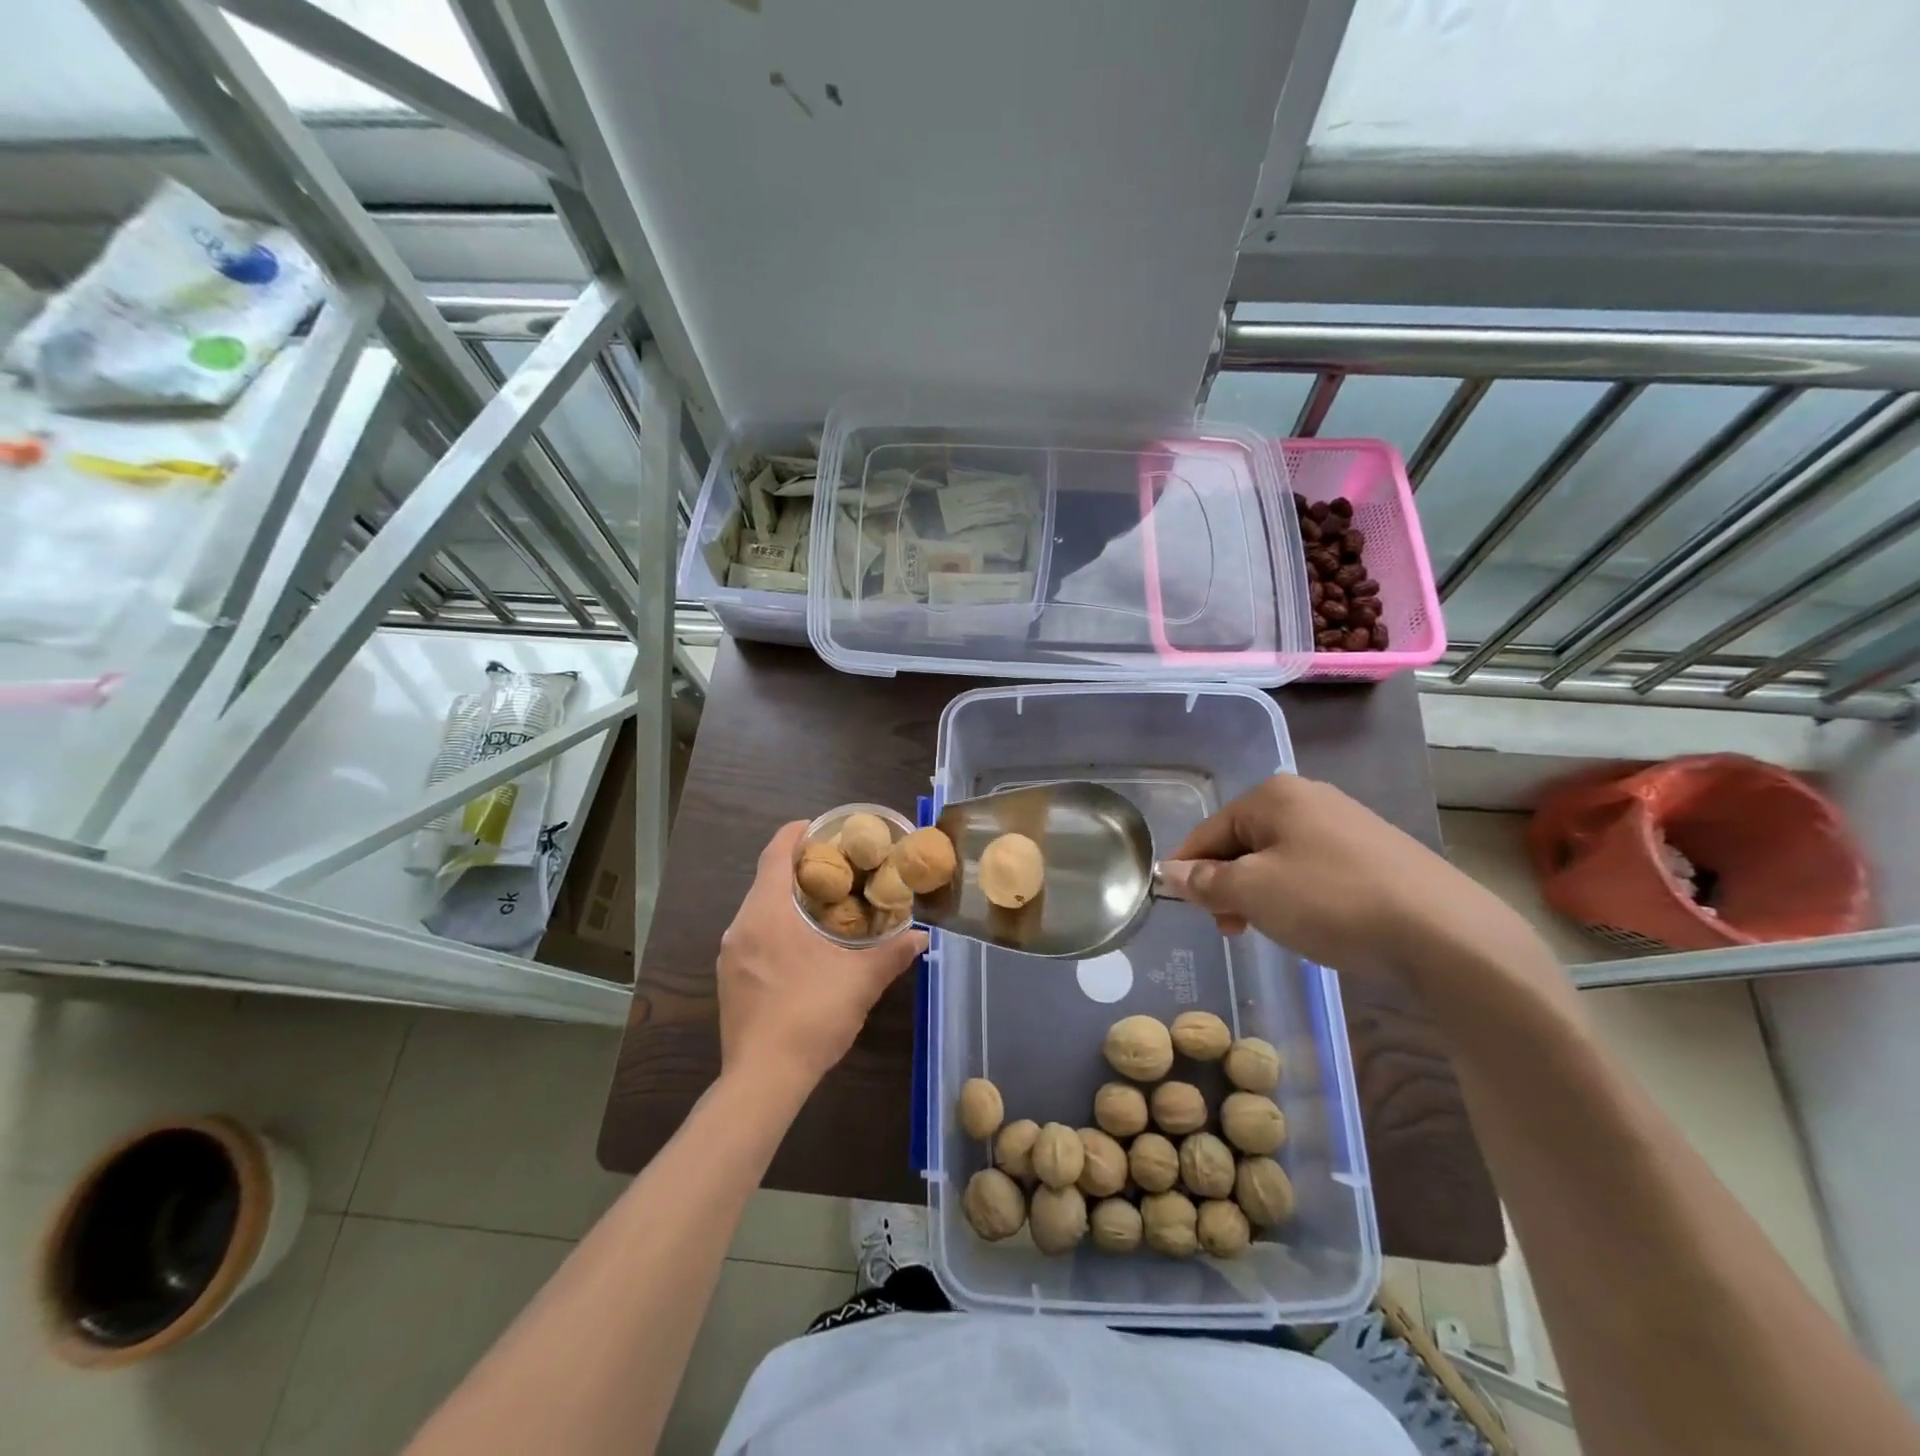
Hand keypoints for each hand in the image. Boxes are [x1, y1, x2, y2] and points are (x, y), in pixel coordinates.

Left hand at [717, 822, 927, 1090]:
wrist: (764, 1079)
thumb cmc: (812, 1016)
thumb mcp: (861, 981)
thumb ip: (893, 953)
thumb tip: (921, 936)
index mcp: (767, 912)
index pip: (775, 853)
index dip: (796, 833)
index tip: (821, 828)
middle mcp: (741, 925)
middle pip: (767, 879)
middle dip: (800, 869)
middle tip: (838, 869)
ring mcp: (730, 954)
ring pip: (759, 910)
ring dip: (788, 901)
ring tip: (826, 906)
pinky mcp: (729, 979)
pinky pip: (753, 936)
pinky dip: (777, 927)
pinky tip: (803, 948)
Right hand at [1157, 775, 1499, 973]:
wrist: (1445, 933)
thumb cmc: (1332, 901)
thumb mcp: (1253, 892)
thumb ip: (1205, 880)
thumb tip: (1169, 873)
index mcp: (1273, 795)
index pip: (1208, 830)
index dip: (1188, 869)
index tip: (1184, 908)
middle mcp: (1308, 797)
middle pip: (1243, 841)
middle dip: (1227, 884)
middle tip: (1231, 927)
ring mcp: (1346, 822)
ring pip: (1277, 857)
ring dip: (1260, 892)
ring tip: (1270, 929)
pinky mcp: (1375, 851)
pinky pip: (1313, 867)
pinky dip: (1297, 893)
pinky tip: (1311, 922)